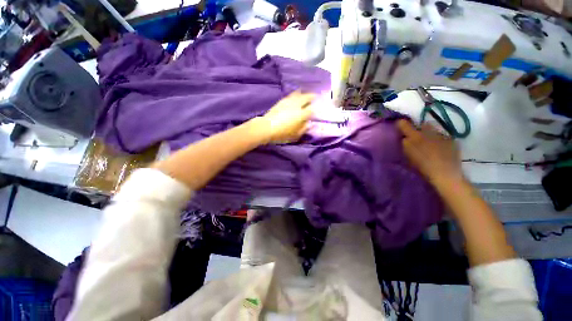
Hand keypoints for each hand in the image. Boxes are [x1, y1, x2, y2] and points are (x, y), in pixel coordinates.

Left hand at [257, 91, 314, 143]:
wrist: (267, 128)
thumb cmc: (282, 134)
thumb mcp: (295, 135)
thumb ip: (304, 129)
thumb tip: (309, 124)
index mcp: (301, 114)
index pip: (312, 109)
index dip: (316, 108)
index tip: (319, 108)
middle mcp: (297, 105)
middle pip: (307, 97)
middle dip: (312, 96)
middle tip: (315, 96)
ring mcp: (289, 102)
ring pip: (299, 94)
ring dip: (304, 93)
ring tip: (306, 94)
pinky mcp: (282, 101)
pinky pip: (291, 95)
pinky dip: (296, 94)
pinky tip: (296, 95)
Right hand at [397, 120, 462, 185]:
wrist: (445, 174)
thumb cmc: (422, 166)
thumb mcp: (407, 156)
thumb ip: (405, 144)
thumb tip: (404, 137)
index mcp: (415, 135)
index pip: (404, 124)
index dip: (400, 123)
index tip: (399, 125)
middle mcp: (429, 132)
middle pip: (422, 124)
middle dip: (419, 128)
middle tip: (416, 137)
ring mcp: (442, 135)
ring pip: (433, 130)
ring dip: (430, 134)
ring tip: (429, 143)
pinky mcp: (452, 141)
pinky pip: (443, 137)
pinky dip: (440, 140)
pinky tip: (439, 149)